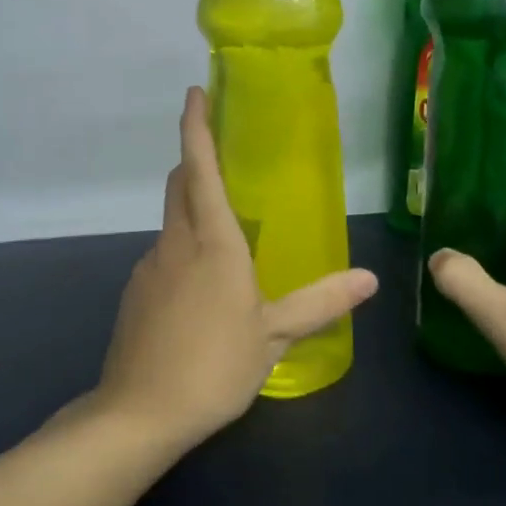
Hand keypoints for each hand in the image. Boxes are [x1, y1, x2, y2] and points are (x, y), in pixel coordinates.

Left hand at [93, 87, 378, 449]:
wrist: (138, 413)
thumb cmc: (214, 366)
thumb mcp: (274, 335)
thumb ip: (320, 302)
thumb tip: (370, 279)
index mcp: (213, 242)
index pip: (200, 169)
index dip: (196, 127)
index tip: (195, 92)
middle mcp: (176, 243)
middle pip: (179, 185)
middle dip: (194, 161)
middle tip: (221, 155)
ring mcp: (150, 267)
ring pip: (171, 221)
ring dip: (192, 210)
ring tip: (226, 234)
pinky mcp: (136, 293)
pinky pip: (164, 254)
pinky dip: (183, 250)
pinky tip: (202, 289)